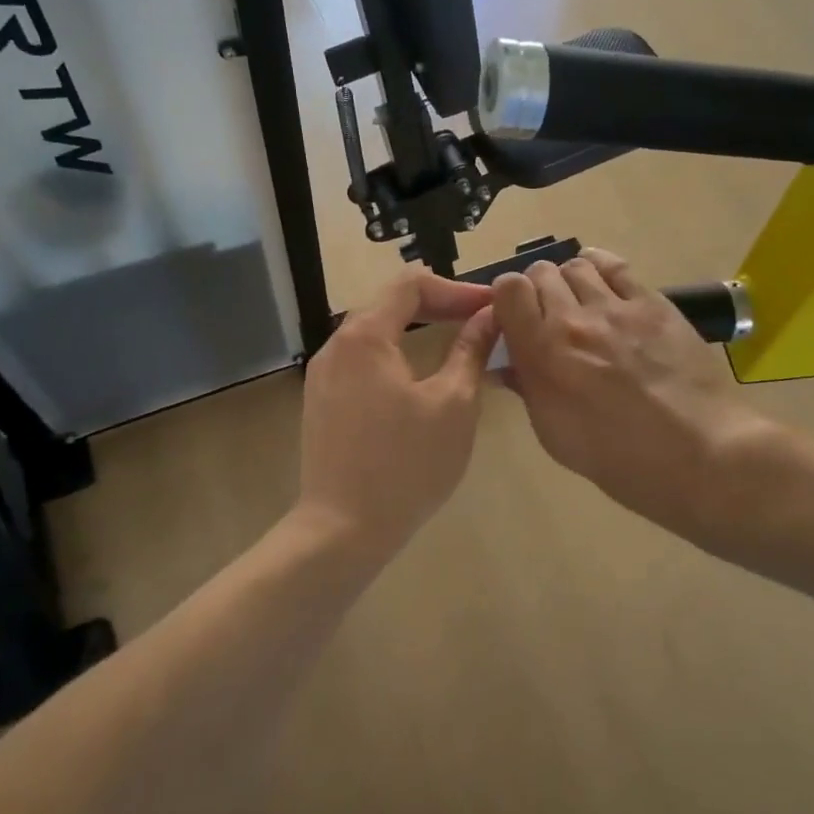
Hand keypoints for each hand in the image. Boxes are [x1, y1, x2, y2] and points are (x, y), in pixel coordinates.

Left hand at [296, 268, 497, 553]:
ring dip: (418, 329)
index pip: (411, 283)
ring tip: (457, 342)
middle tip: (480, 320)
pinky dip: (397, 354)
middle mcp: (336, 345)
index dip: (456, 288)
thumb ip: (471, 350)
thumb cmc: (406, 464)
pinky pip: (363, 361)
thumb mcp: (453, 403)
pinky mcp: (322, 402)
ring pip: (375, 332)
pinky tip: (421, 377)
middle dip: (438, 305)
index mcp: (365, 336)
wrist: (343, 530)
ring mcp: (323, 375)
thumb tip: (489, 315)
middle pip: (389, 303)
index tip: (491, 306)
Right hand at [491, 249, 776, 544]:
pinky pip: (616, 266)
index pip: (508, 290)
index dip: (505, 299)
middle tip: (548, 316)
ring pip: (577, 265)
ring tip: (580, 303)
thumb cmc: (618, 457)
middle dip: (536, 290)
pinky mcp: (653, 303)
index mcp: (543, 353)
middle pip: (540, 272)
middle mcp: (573, 320)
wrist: (696, 454)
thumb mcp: (554, 434)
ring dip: (569, 280)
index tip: (513, 318)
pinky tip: (603, 282)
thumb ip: (528, 388)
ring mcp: (616, 307)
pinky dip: (601, 267)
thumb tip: (511, 364)